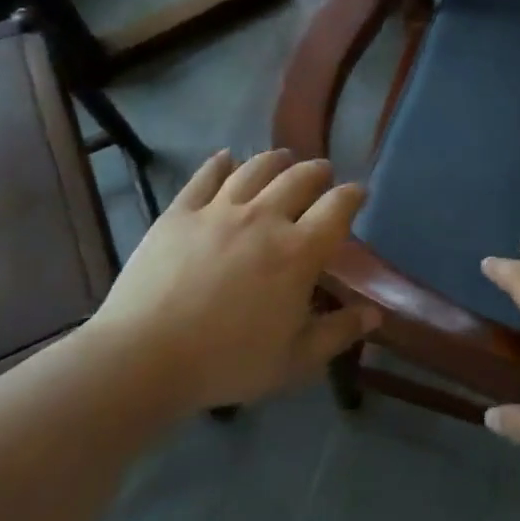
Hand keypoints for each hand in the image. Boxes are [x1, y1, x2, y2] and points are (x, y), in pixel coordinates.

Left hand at [83, 149, 377, 413]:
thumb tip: (375, 314)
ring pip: (255, 169)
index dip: (352, 195)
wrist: (145, 356)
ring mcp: (219, 210)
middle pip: (299, 178)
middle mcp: (264, 218)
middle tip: (322, 174)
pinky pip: (205, 177)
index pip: (337, 208)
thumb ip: (338, 333)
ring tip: (283, 158)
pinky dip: (220, 163)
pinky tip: (226, 158)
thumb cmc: (228, 362)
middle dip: (317, 172)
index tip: (358, 193)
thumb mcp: (295, 360)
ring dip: (276, 160)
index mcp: (298, 252)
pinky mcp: (180, 212)